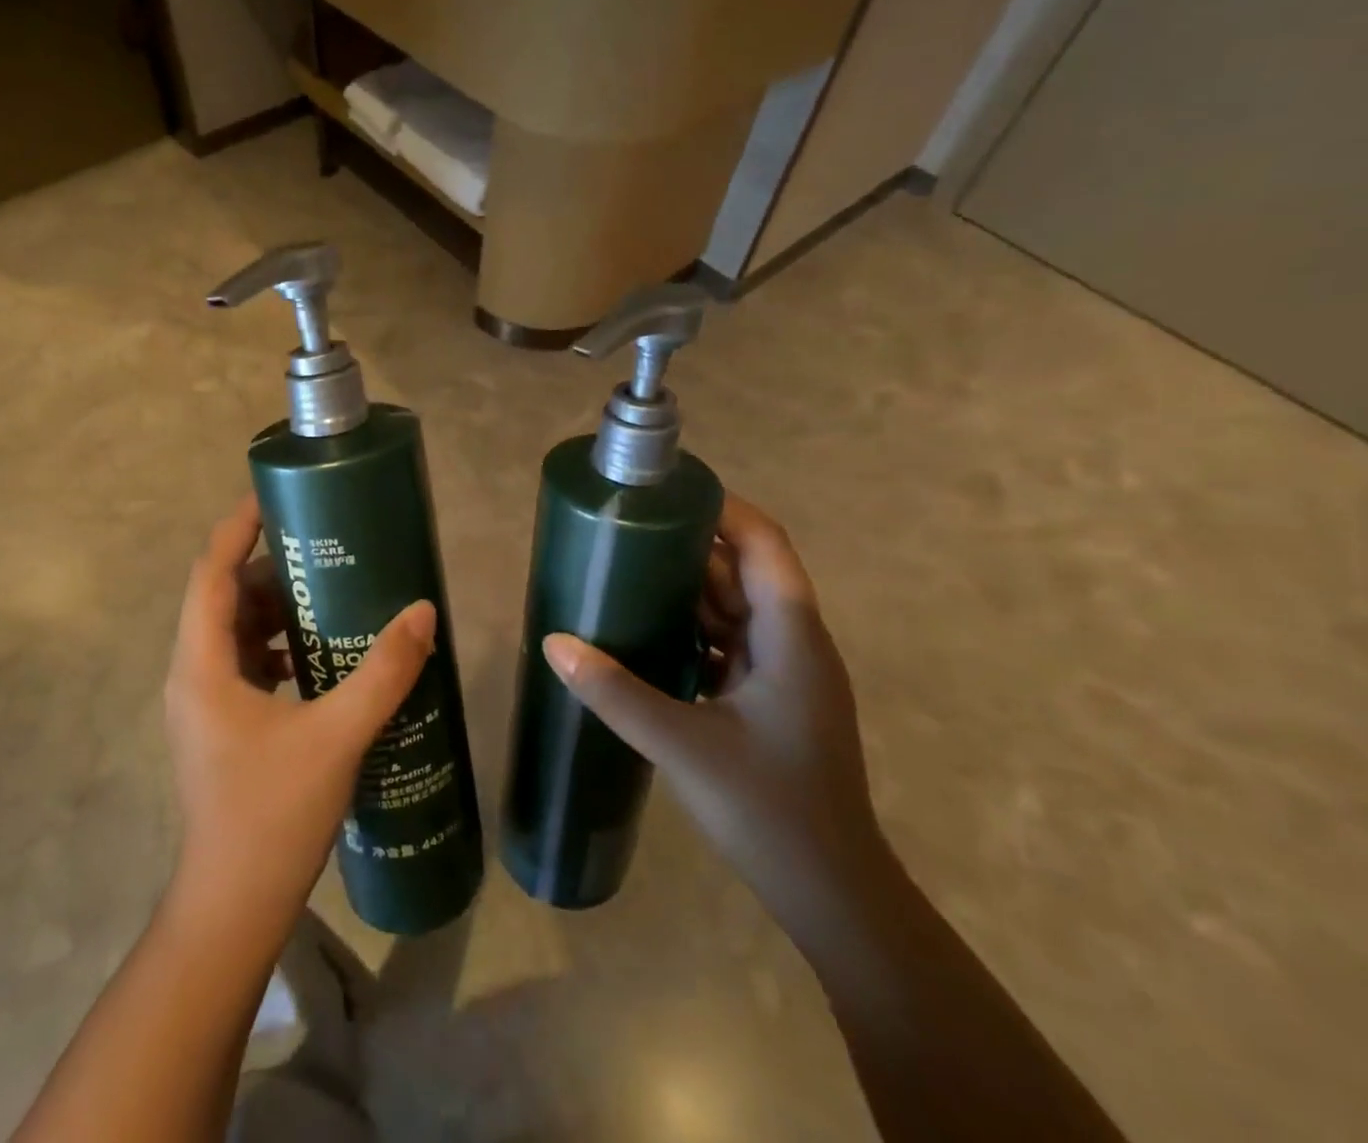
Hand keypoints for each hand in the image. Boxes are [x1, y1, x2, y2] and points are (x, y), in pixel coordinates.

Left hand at [165, 494, 436, 922]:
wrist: (233, 907)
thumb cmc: (272, 815)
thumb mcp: (336, 736)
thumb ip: (383, 673)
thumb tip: (422, 612)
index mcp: (203, 666)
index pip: (210, 575)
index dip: (235, 529)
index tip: (270, 496)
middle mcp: (193, 676)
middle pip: (223, 599)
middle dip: (268, 568)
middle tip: (320, 547)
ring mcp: (203, 705)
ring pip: (233, 633)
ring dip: (274, 609)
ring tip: (327, 593)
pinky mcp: (220, 727)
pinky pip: (244, 665)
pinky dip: (276, 647)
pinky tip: (320, 656)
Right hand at [542, 495, 886, 925]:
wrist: (832, 896)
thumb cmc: (770, 809)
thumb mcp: (683, 745)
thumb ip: (615, 691)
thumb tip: (553, 643)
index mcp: (790, 636)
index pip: (763, 543)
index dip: (722, 508)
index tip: (667, 491)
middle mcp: (794, 642)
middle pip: (744, 569)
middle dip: (690, 543)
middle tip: (627, 527)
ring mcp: (784, 672)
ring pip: (735, 607)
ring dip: (688, 587)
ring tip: (626, 567)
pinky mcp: (770, 699)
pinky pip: (728, 642)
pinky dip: (691, 628)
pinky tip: (646, 630)